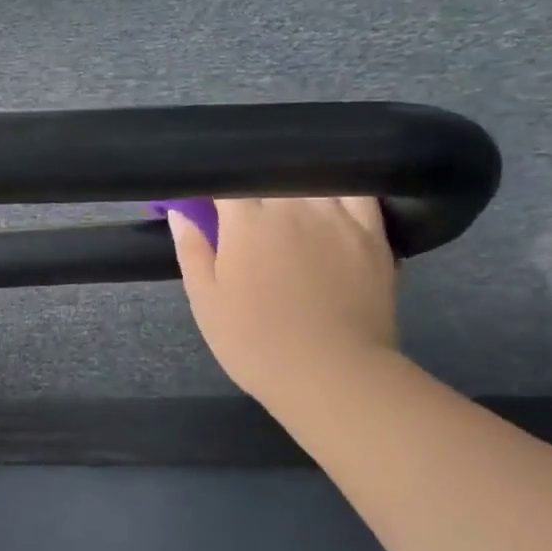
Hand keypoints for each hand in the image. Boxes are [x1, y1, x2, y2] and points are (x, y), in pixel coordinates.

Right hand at [170, 197, 397, 408]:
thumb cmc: (256, 342)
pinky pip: (358, 193)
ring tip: (287, 204)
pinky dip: (341, 189)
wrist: (331, 374)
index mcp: (247, 221)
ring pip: (311, 179)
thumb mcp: (207, 302)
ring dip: (294, 185)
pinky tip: (331, 198)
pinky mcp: (371, 232)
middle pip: (270, 176)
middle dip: (253, 186)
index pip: (227, 183)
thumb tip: (179, 212)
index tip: (207, 203)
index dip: (215, 189)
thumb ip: (192, 250)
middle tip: (246, 213)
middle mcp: (293, 206)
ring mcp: (337, 215)